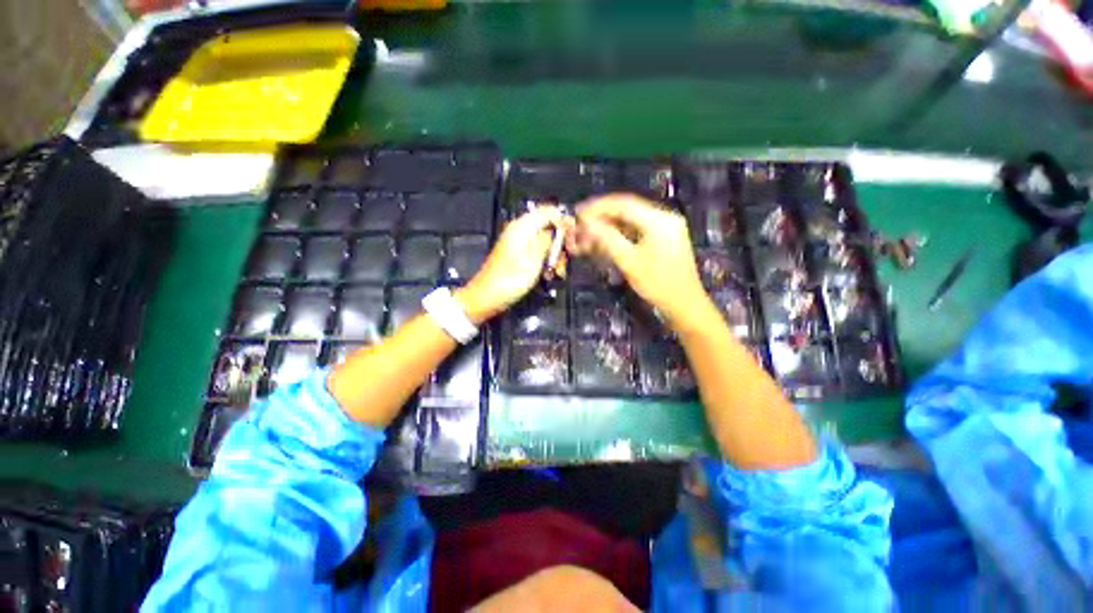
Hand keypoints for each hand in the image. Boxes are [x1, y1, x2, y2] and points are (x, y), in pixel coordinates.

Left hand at [457, 206, 568, 323]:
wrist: (487, 297)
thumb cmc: (510, 280)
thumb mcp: (534, 260)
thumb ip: (549, 239)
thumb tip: (562, 225)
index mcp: (522, 227)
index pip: (549, 211)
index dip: (563, 222)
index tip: (572, 240)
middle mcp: (520, 230)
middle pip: (548, 226)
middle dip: (559, 243)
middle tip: (563, 262)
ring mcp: (518, 242)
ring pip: (545, 241)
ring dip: (554, 255)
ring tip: (556, 272)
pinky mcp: (518, 253)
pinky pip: (537, 250)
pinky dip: (545, 260)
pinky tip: (547, 274)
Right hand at [575, 194, 709, 326]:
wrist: (684, 305)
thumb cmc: (658, 284)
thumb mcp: (629, 261)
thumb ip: (607, 239)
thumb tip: (587, 224)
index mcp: (659, 220)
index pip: (623, 204)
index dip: (598, 207)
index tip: (578, 213)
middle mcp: (663, 218)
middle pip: (626, 211)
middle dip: (601, 219)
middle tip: (580, 226)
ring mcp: (664, 228)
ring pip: (629, 222)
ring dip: (608, 229)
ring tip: (587, 237)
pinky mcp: (662, 239)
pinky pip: (636, 232)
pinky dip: (619, 237)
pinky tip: (603, 244)